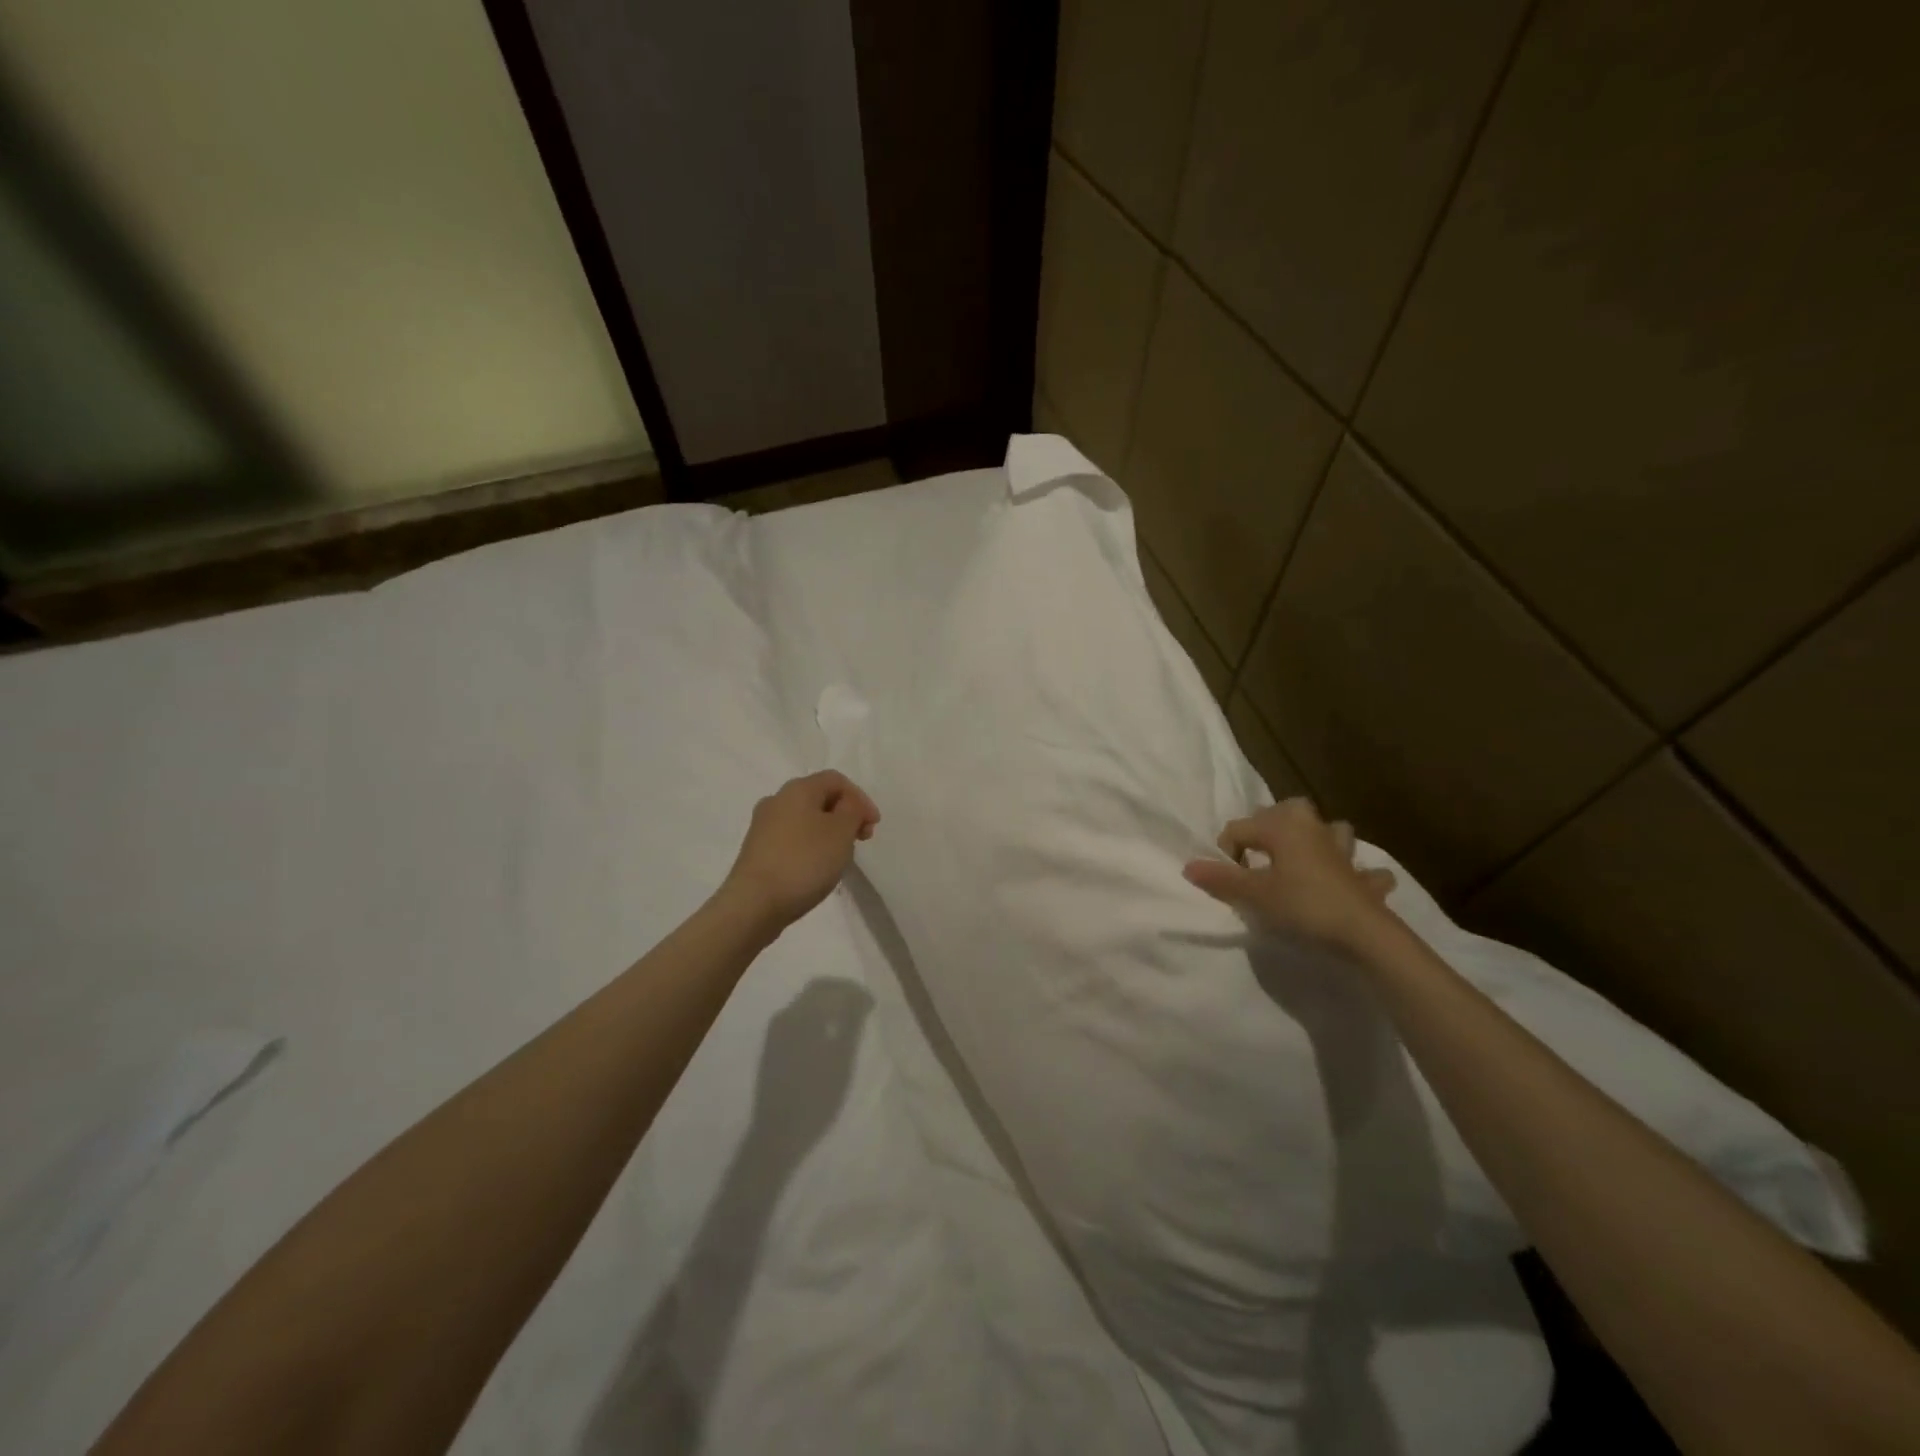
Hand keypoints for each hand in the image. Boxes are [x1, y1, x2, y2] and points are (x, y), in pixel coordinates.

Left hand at [722, 771, 880, 929]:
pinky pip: (792, 839)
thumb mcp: (841, 831)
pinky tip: (816, 869)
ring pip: (805, 819)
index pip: (836, 780)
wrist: (753, 904)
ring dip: (828, 832)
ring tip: (840, 857)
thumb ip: (852, 810)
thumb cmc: (804, 861)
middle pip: (819, 797)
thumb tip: (848, 805)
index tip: (874, 826)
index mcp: (797, 789)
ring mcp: (763, 826)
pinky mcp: (757, 851)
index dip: (861, 798)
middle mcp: (776, 800)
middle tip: (860, 840)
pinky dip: (810, 846)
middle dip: (845, 815)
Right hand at [1183, 798, 1397, 951]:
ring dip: (1318, 839)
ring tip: (1304, 859)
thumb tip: (1188, 866)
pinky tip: (1350, 885)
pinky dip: (1354, 873)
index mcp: (1282, 826)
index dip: (1225, 853)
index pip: (1238, 829)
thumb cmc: (1302, 906)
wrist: (1364, 933)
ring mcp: (1342, 850)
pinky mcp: (1363, 876)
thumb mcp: (1253, 895)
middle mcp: (1312, 827)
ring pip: (1329, 829)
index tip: (1227, 881)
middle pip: (1285, 812)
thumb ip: (1221, 879)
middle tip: (1256, 859)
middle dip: (1269, 828)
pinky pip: (1359, 868)